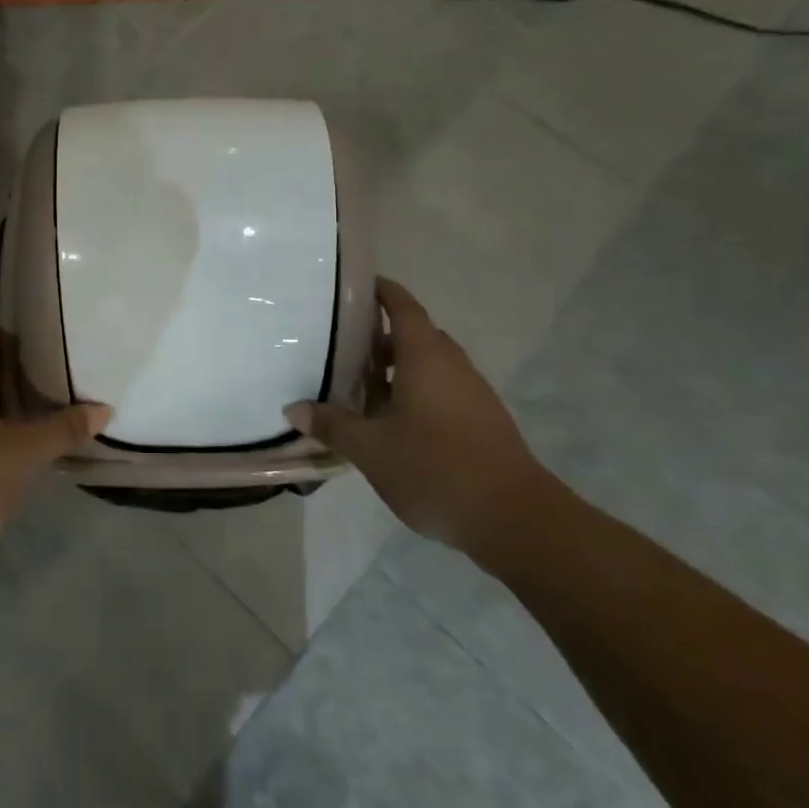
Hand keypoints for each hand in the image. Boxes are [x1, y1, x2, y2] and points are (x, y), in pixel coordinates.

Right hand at [285, 278, 553, 557]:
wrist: (515, 519)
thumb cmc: (435, 468)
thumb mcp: (371, 449)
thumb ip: (332, 424)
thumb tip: (293, 409)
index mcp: (424, 355)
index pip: (401, 305)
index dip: (378, 290)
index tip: (350, 288)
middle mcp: (451, 364)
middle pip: (413, 334)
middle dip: (378, 336)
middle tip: (338, 345)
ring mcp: (471, 392)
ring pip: (428, 365)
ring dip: (395, 368)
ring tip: (357, 386)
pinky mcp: (481, 420)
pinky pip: (441, 389)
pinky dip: (413, 392)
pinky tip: (390, 422)